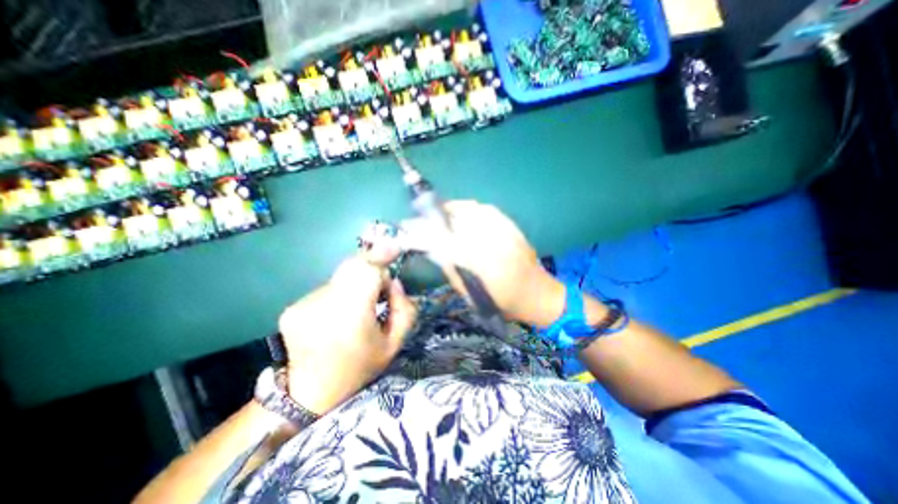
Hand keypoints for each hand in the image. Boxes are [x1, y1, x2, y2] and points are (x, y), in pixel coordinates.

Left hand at [278, 251, 416, 414]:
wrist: (309, 394)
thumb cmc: (359, 368)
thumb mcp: (394, 344)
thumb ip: (405, 310)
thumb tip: (395, 283)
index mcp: (351, 316)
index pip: (366, 270)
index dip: (381, 257)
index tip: (395, 249)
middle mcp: (323, 305)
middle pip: (351, 266)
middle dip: (371, 268)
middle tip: (381, 288)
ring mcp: (303, 305)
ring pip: (340, 278)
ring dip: (355, 285)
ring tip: (357, 309)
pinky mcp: (292, 307)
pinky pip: (326, 289)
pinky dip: (339, 295)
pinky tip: (337, 316)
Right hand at [404, 202, 562, 326]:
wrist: (536, 292)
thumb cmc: (501, 300)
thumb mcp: (469, 292)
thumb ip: (449, 267)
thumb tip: (430, 247)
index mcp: (479, 260)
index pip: (442, 238)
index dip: (422, 231)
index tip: (406, 228)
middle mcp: (490, 238)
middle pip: (454, 217)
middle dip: (432, 216)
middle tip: (420, 220)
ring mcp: (502, 227)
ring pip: (468, 208)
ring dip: (449, 210)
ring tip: (438, 216)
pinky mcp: (509, 223)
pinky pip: (483, 209)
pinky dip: (468, 209)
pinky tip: (462, 217)